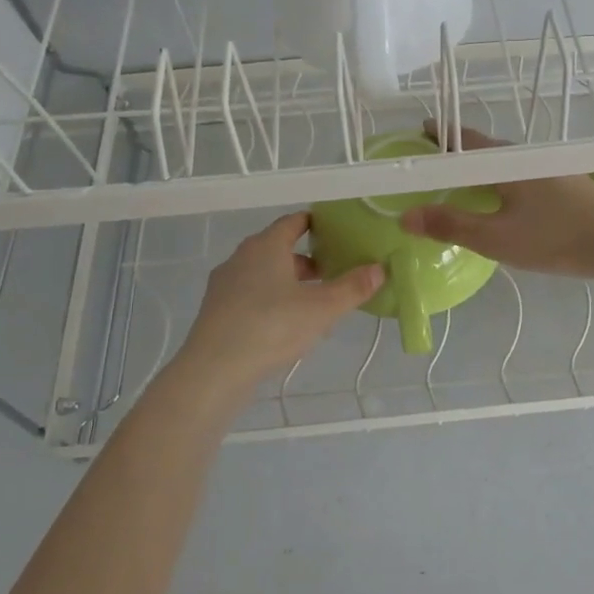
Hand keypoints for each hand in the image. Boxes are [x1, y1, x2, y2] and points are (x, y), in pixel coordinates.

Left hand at [175, 214, 382, 389]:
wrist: (214, 370)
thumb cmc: (272, 326)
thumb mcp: (322, 308)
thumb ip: (353, 287)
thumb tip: (379, 268)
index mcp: (266, 246)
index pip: (293, 223)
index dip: (316, 224)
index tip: (337, 233)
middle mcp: (241, 257)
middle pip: (278, 249)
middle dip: (307, 259)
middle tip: (334, 272)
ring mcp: (224, 284)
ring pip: (264, 274)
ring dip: (289, 282)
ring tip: (314, 302)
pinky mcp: (216, 311)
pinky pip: (250, 295)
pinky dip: (271, 300)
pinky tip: (286, 324)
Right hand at [399, 124, 593, 278]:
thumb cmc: (554, 237)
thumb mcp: (495, 237)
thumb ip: (450, 225)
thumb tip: (405, 216)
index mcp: (505, 163)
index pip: (464, 139)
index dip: (440, 134)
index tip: (419, 132)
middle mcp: (526, 157)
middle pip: (484, 149)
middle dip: (458, 153)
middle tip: (435, 164)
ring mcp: (550, 170)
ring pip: (506, 164)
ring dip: (482, 169)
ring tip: (465, 184)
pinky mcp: (567, 185)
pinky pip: (522, 176)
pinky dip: (503, 182)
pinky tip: (506, 202)